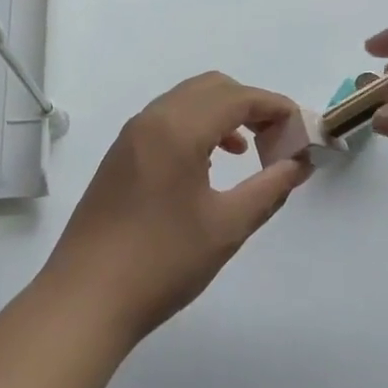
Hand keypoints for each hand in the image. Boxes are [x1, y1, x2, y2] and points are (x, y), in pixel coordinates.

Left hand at [43, 73, 310, 342]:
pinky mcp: (119, 157)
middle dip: (250, 105)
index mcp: (177, 129)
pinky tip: (208, 166)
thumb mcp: (227, 226)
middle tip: (276, 140)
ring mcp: (130, 137)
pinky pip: (166, 122)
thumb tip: (298, 164)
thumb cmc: (162, 261)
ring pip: (185, 102)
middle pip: (211, 88)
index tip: (301, 130)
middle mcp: (151, 120)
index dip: (275, 107)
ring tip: (248, 153)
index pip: (237, 97)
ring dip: (222, 115)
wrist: (86, 298)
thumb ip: (269, 189)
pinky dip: (196, 128)